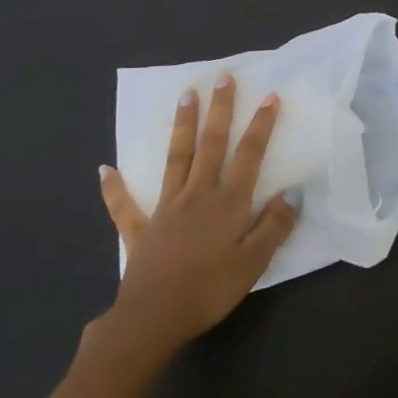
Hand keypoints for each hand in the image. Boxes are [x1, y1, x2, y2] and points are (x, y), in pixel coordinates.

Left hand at [97, 74, 298, 357]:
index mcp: (227, 203)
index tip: (270, 96)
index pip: (249, 156)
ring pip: (176, 159)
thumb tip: (293, 191)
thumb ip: (274, 225)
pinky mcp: (141, 230)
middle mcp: (197, 195)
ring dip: (182, 126)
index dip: (261, 126)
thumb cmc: (209, 291)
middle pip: (211, 145)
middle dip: (219, 110)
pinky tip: (104, 170)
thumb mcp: (254, 263)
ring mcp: (166, 209)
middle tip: (222, 78)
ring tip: (185, 95)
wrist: (153, 319)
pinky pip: (126, 206)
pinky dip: (115, 188)